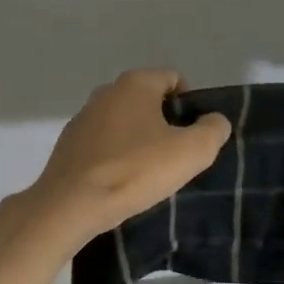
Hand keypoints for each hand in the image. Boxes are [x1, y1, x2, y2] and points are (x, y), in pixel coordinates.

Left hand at [17, 69, 231, 246]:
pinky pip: (103, 143)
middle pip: (148, 100)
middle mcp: (106, 91)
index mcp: (136, 83)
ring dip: (139, 140)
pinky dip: (116, 155)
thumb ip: (213, 130)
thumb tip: (214, 121)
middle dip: (165, 122)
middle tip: (175, 156)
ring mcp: (83, 117)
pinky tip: (121, 181)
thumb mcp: (191, 152)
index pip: (174, 79)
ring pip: (124, 122)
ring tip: (148, 172)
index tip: (195, 135)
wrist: (71, 205)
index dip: (191, 104)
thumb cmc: (135, 171)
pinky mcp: (68, 144)